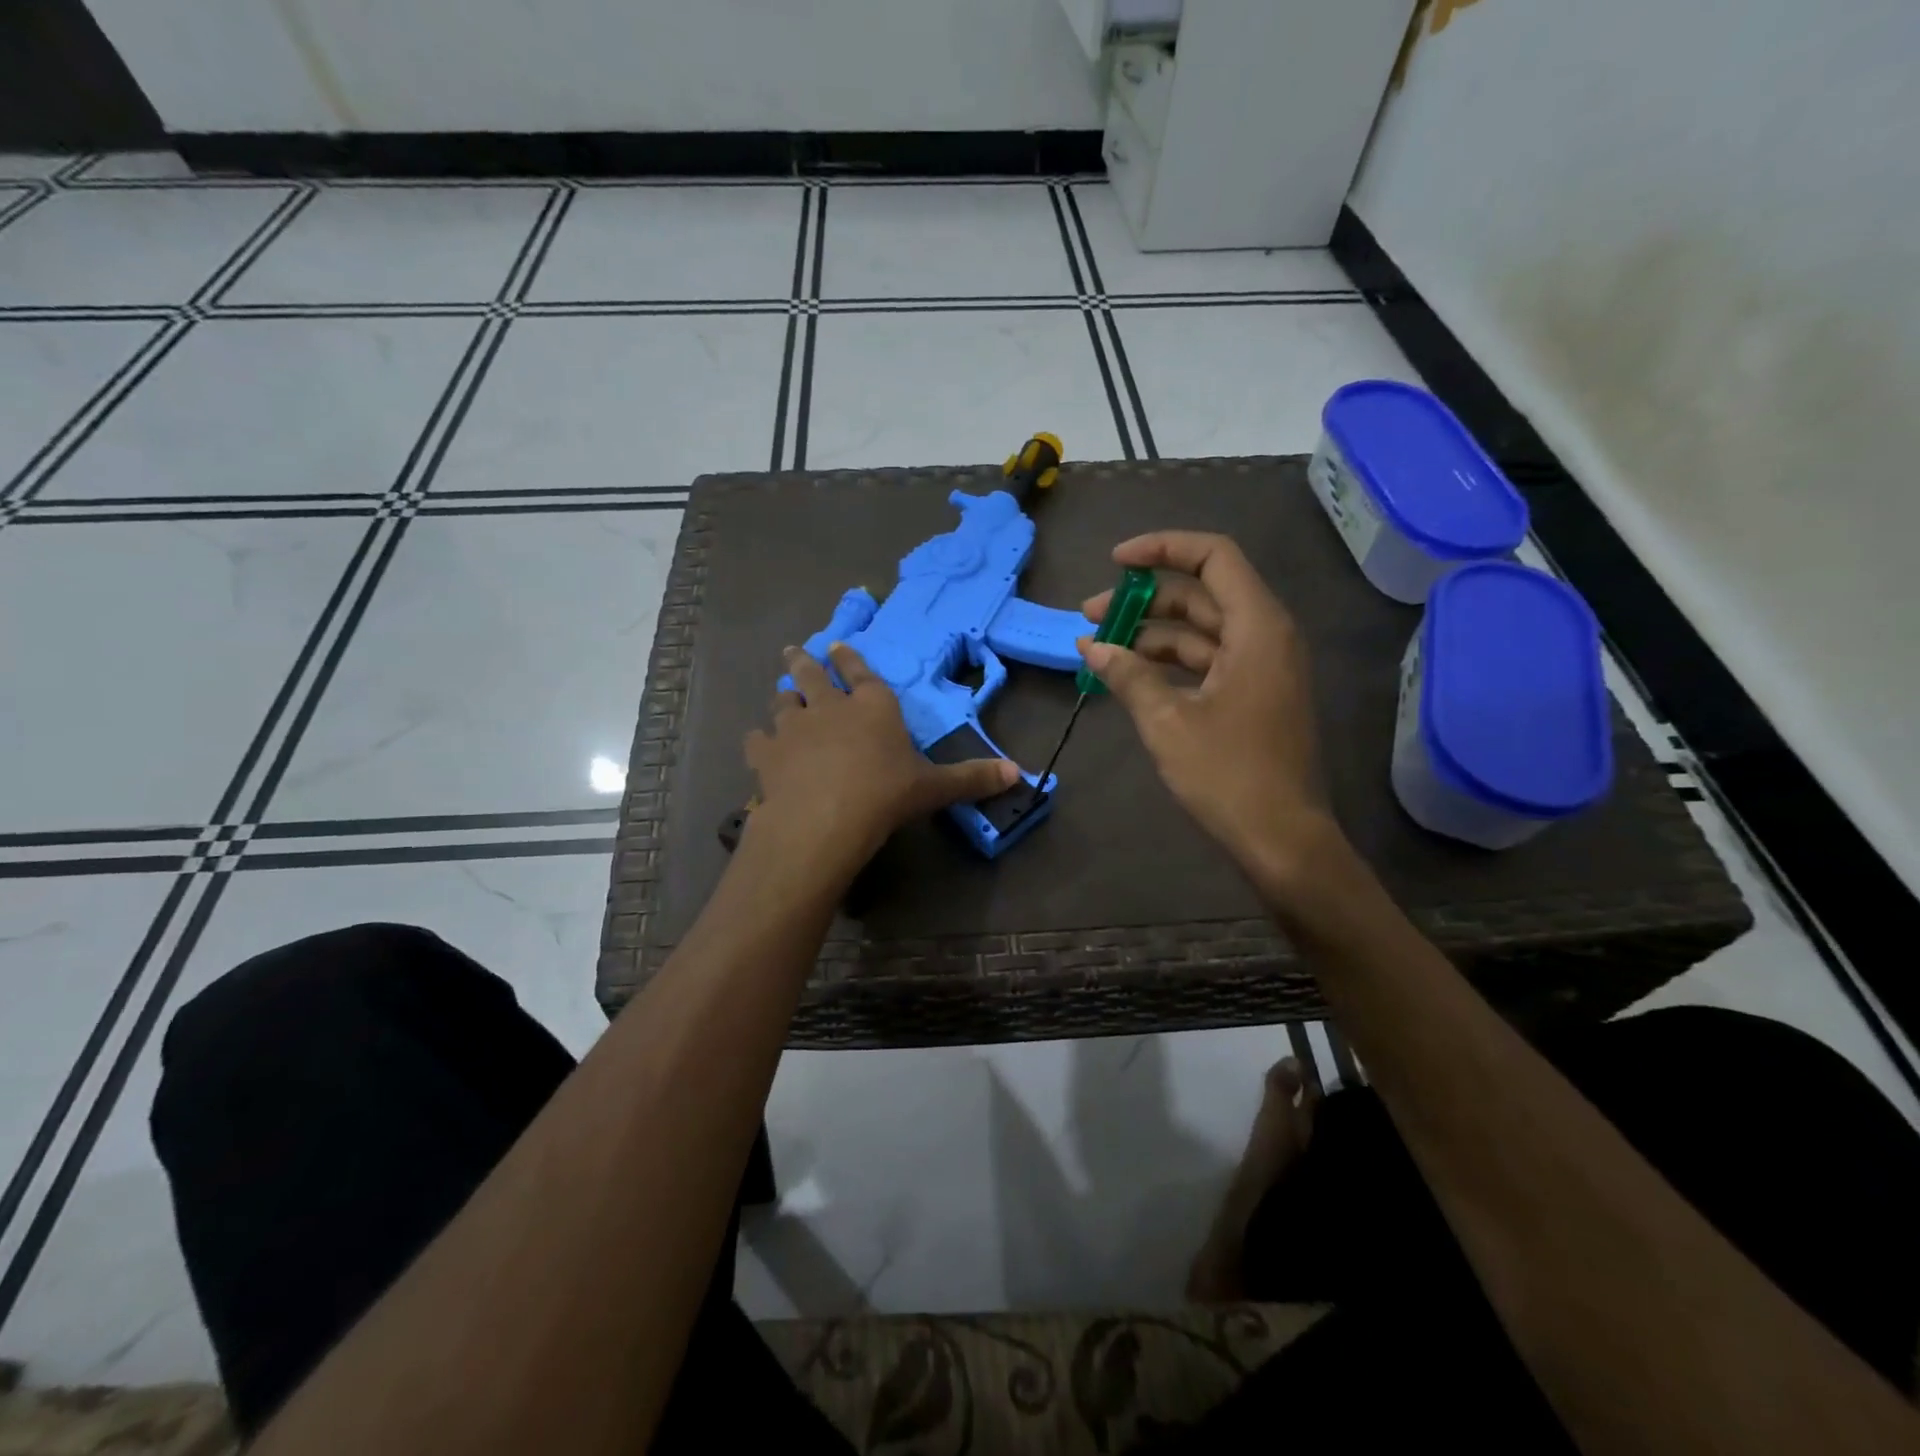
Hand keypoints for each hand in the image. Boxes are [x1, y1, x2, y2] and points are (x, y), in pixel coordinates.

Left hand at [744, 643, 1019, 867]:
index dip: (850, 659)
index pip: (860, 672)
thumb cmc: (885, 795)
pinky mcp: (767, 753)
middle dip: (804, 662)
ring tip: (782, 694)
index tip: (838, 646)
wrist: (824, 819)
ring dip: (784, 698)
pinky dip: (759, 740)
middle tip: (794, 651)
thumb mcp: (934, 788)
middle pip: (812, 675)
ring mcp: (794, 727)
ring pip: (784, 703)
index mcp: (873, 706)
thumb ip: (972, 779)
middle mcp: (830, 706)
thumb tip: (1019, 774)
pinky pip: (758, 739)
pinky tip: (759, 744)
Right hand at [1079, 531, 1336, 882]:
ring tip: (1098, 648)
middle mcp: (1266, 636)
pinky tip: (1128, 675)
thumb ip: (1128, 675)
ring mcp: (1261, 667)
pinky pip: (1207, 660)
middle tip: (1090, 615)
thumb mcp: (1168, 721)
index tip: (1115, 563)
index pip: (1213, 557)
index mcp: (1258, 627)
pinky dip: (1167, 662)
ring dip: (1150, 633)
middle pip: (1201, 593)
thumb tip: (1092, 647)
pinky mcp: (1252, 694)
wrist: (1281, 838)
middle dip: (1143, 598)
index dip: (1162, 548)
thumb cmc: (1228, 775)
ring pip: (1200, 629)